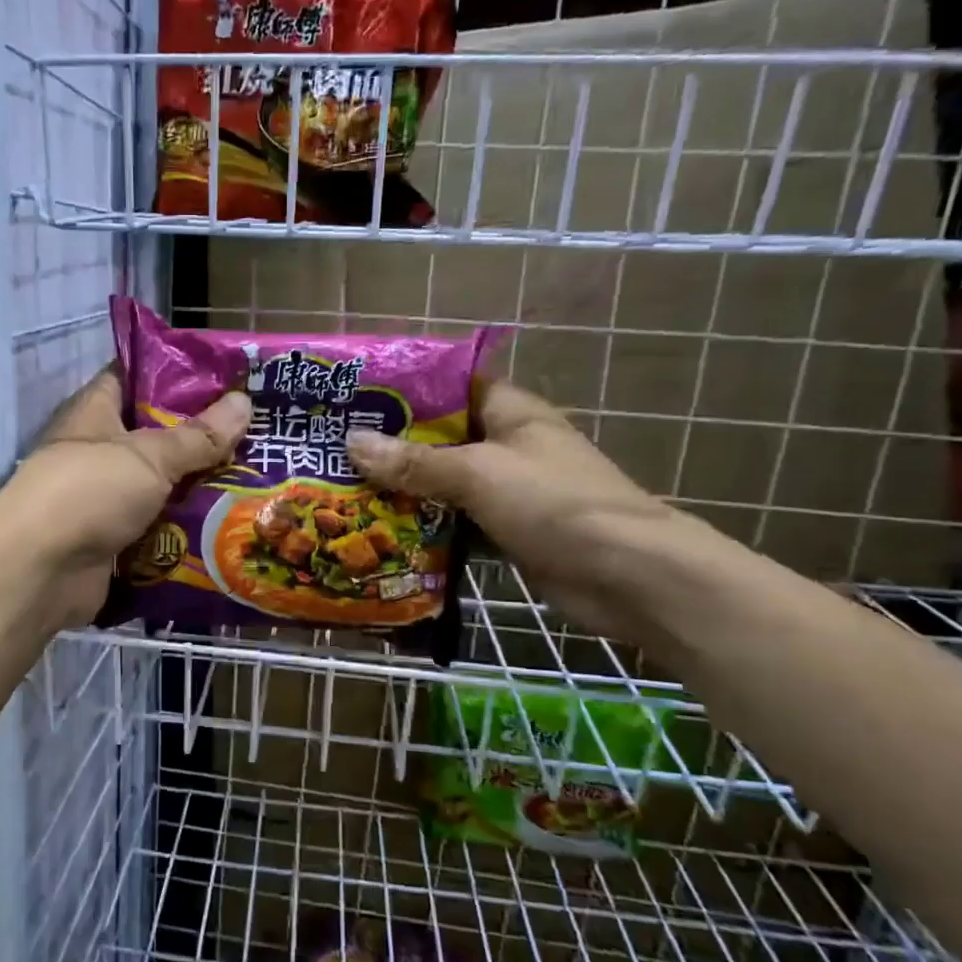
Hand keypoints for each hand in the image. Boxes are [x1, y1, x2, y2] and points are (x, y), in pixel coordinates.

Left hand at [0, 368, 250, 628]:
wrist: (41, 572)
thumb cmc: (89, 492)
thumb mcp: (149, 456)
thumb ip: (198, 435)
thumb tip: (245, 401)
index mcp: (95, 413)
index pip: (133, 378)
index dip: (174, 373)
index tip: (223, 376)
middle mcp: (98, 452)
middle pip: (155, 436)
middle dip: (201, 437)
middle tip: (255, 431)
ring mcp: (106, 499)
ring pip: (162, 485)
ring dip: (199, 486)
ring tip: (255, 477)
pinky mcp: (115, 539)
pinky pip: (159, 526)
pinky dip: (187, 527)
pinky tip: (231, 522)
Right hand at [346, 379, 681, 636]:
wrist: (628, 576)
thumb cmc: (555, 504)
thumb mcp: (479, 473)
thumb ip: (415, 461)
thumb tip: (352, 442)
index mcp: (509, 411)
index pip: (450, 385)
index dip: (404, 388)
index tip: (354, 398)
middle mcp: (506, 444)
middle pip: (440, 437)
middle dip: (392, 444)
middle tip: (333, 450)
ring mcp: (507, 490)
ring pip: (444, 482)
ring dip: (403, 489)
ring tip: (344, 489)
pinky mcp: (506, 530)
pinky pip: (455, 521)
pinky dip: (424, 526)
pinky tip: (381, 532)